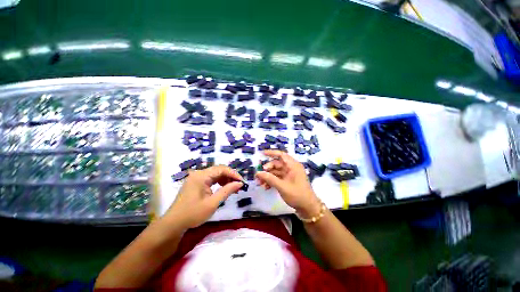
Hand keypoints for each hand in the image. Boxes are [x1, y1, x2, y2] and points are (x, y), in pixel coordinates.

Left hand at [166, 165, 243, 228]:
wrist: (175, 221)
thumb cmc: (194, 213)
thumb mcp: (212, 203)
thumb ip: (226, 191)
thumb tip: (240, 183)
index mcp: (201, 176)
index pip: (221, 169)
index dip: (234, 174)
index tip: (243, 183)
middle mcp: (197, 174)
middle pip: (217, 170)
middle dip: (229, 177)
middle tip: (239, 187)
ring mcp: (193, 179)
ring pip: (212, 175)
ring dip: (223, 180)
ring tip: (232, 190)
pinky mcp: (192, 184)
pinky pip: (207, 180)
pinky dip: (216, 183)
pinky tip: (221, 190)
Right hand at [255, 150, 320, 217]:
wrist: (307, 207)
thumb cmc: (297, 195)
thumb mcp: (282, 186)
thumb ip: (269, 179)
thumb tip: (257, 172)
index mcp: (293, 166)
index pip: (281, 155)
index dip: (271, 153)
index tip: (261, 153)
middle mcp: (292, 168)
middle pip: (277, 164)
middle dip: (267, 169)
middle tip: (258, 175)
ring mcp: (291, 176)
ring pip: (277, 172)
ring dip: (268, 176)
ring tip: (260, 183)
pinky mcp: (289, 182)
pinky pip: (279, 178)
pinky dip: (272, 181)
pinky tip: (266, 187)